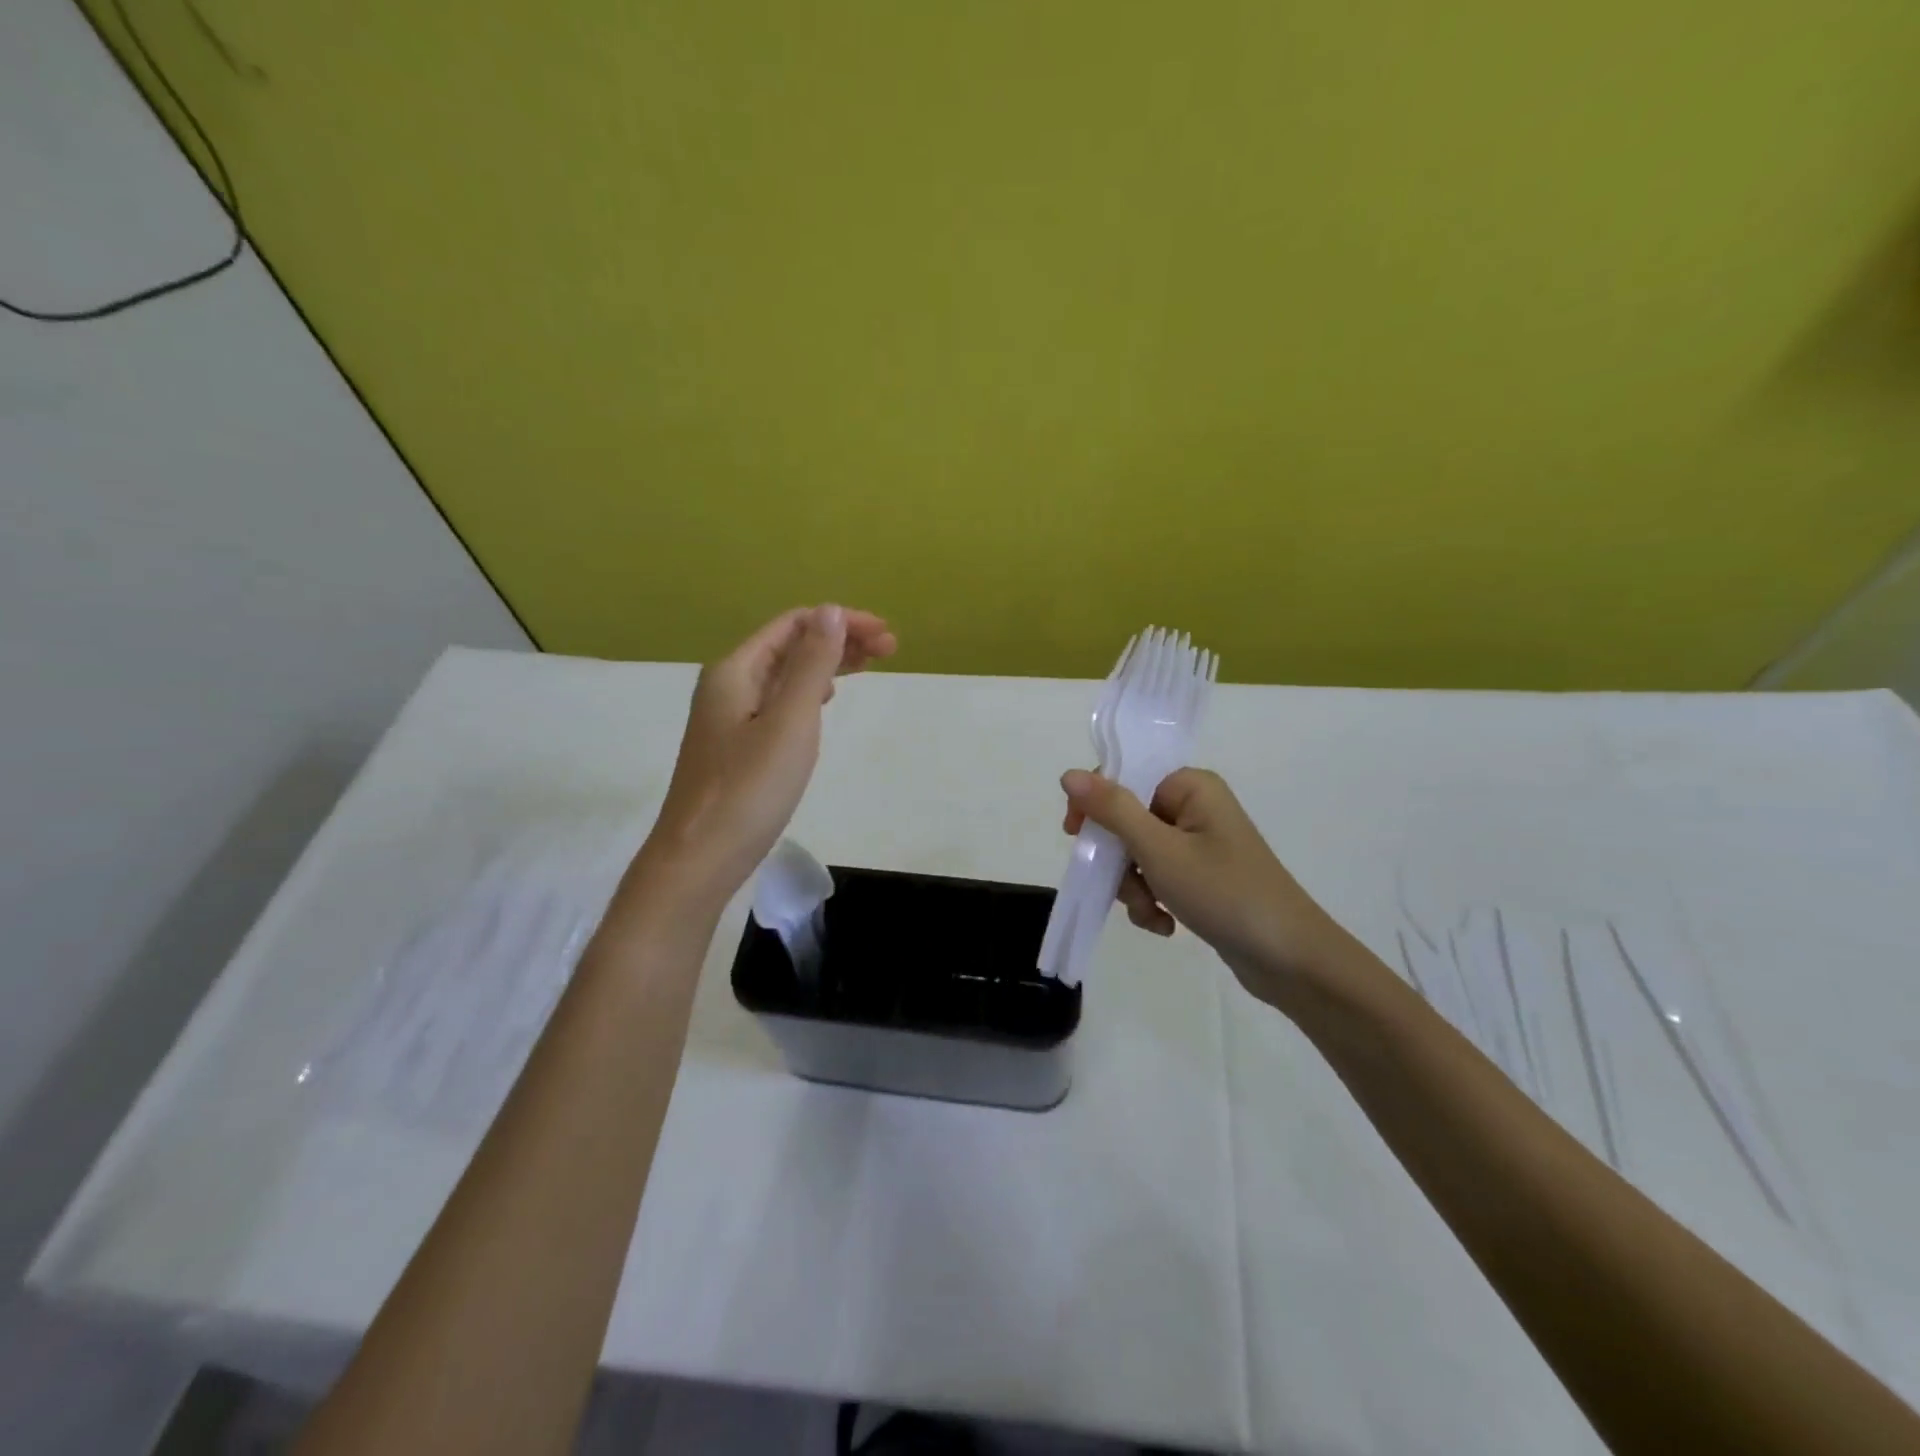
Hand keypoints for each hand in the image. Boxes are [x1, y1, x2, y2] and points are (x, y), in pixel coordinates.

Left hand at [636, 605, 896, 904]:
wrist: (699, 859)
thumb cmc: (749, 789)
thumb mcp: (789, 721)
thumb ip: (811, 665)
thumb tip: (830, 611)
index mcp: (736, 670)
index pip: (794, 625)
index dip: (842, 622)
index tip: (886, 637)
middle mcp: (728, 685)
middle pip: (790, 646)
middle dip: (840, 641)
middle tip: (890, 650)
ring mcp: (729, 717)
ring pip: (785, 675)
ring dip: (827, 665)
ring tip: (868, 668)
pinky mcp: (736, 746)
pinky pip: (778, 702)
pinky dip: (809, 693)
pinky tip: (825, 701)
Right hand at [1061, 767, 1350, 1004]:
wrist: (1290, 959)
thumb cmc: (1224, 893)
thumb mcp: (1159, 850)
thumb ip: (1112, 810)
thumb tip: (1068, 774)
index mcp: (1191, 786)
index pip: (1124, 778)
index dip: (1095, 806)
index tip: (1076, 838)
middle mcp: (1196, 807)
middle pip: (1127, 820)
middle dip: (1119, 861)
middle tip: (1124, 886)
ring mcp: (1200, 844)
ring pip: (1138, 855)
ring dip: (1134, 887)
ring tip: (1152, 913)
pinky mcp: (1202, 877)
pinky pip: (1158, 878)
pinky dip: (1153, 901)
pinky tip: (1166, 926)